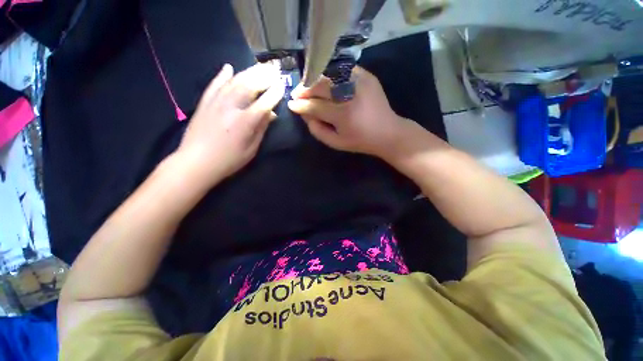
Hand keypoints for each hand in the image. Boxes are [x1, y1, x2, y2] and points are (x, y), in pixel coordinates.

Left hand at [177, 63, 284, 185]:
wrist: (196, 162)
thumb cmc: (229, 160)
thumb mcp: (251, 149)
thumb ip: (261, 129)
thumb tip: (271, 114)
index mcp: (245, 122)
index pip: (264, 103)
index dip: (275, 94)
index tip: (283, 86)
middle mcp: (231, 107)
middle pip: (250, 86)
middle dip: (264, 77)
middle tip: (274, 70)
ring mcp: (216, 102)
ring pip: (234, 82)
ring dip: (248, 72)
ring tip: (259, 66)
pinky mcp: (204, 102)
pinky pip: (214, 84)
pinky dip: (222, 75)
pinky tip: (229, 67)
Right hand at [288, 66, 412, 158]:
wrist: (388, 132)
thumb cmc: (360, 141)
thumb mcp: (336, 143)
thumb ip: (317, 130)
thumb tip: (304, 114)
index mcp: (344, 115)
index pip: (315, 106)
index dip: (301, 105)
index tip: (291, 104)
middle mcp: (351, 94)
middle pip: (320, 85)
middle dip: (305, 89)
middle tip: (297, 93)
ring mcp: (360, 81)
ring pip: (329, 74)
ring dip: (315, 80)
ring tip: (308, 87)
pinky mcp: (367, 75)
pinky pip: (342, 70)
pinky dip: (330, 75)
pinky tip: (325, 82)